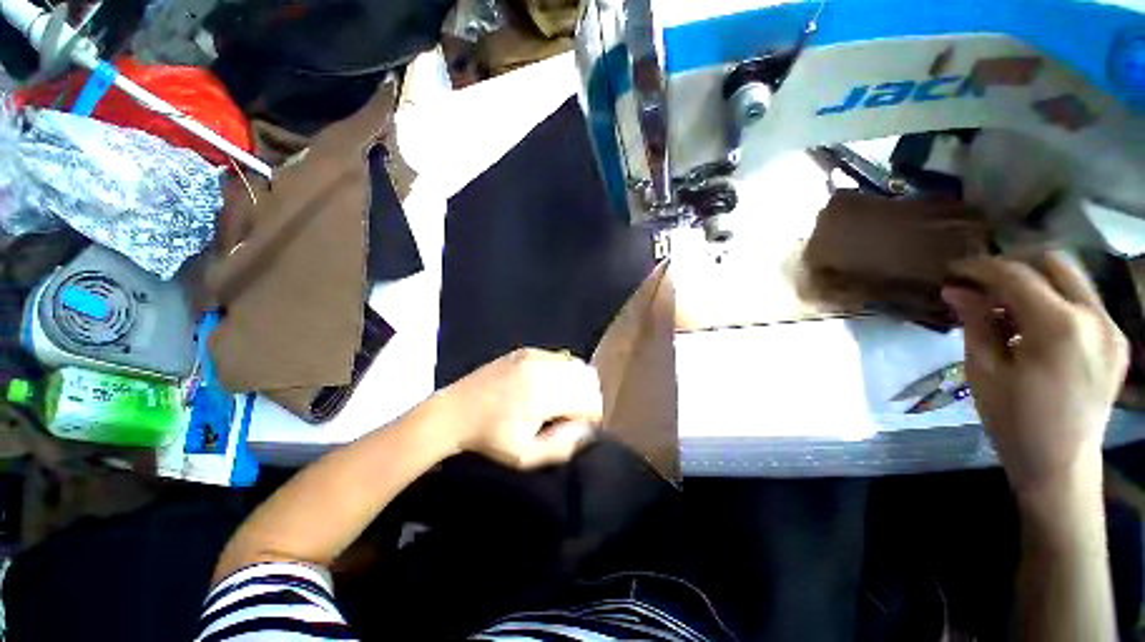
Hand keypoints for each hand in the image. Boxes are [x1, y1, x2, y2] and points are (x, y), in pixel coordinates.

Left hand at [437, 348, 602, 468]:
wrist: (454, 412)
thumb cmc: (489, 439)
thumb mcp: (525, 456)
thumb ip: (563, 446)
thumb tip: (589, 431)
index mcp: (544, 395)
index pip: (591, 399)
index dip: (590, 417)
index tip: (573, 428)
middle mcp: (544, 368)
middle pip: (589, 379)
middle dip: (586, 398)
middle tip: (568, 414)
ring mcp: (535, 355)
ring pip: (578, 365)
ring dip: (576, 384)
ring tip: (558, 400)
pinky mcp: (528, 350)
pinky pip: (560, 357)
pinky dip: (563, 371)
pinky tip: (546, 386)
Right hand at [944, 252, 1127, 497]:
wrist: (1061, 464)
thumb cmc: (1013, 420)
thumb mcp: (985, 370)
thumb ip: (976, 322)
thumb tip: (956, 290)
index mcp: (1059, 328)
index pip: (1017, 275)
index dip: (981, 268)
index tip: (954, 271)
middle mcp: (1094, 318)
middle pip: (1055, 263)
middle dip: (1014, 266)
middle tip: (982, 284)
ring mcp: (1112, 329)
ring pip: (1072, 280)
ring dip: (1035, 283)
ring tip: (1005, 306)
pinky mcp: (1117, 340)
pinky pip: (1084, 303)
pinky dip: (1054, 301)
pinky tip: (1033, 325)